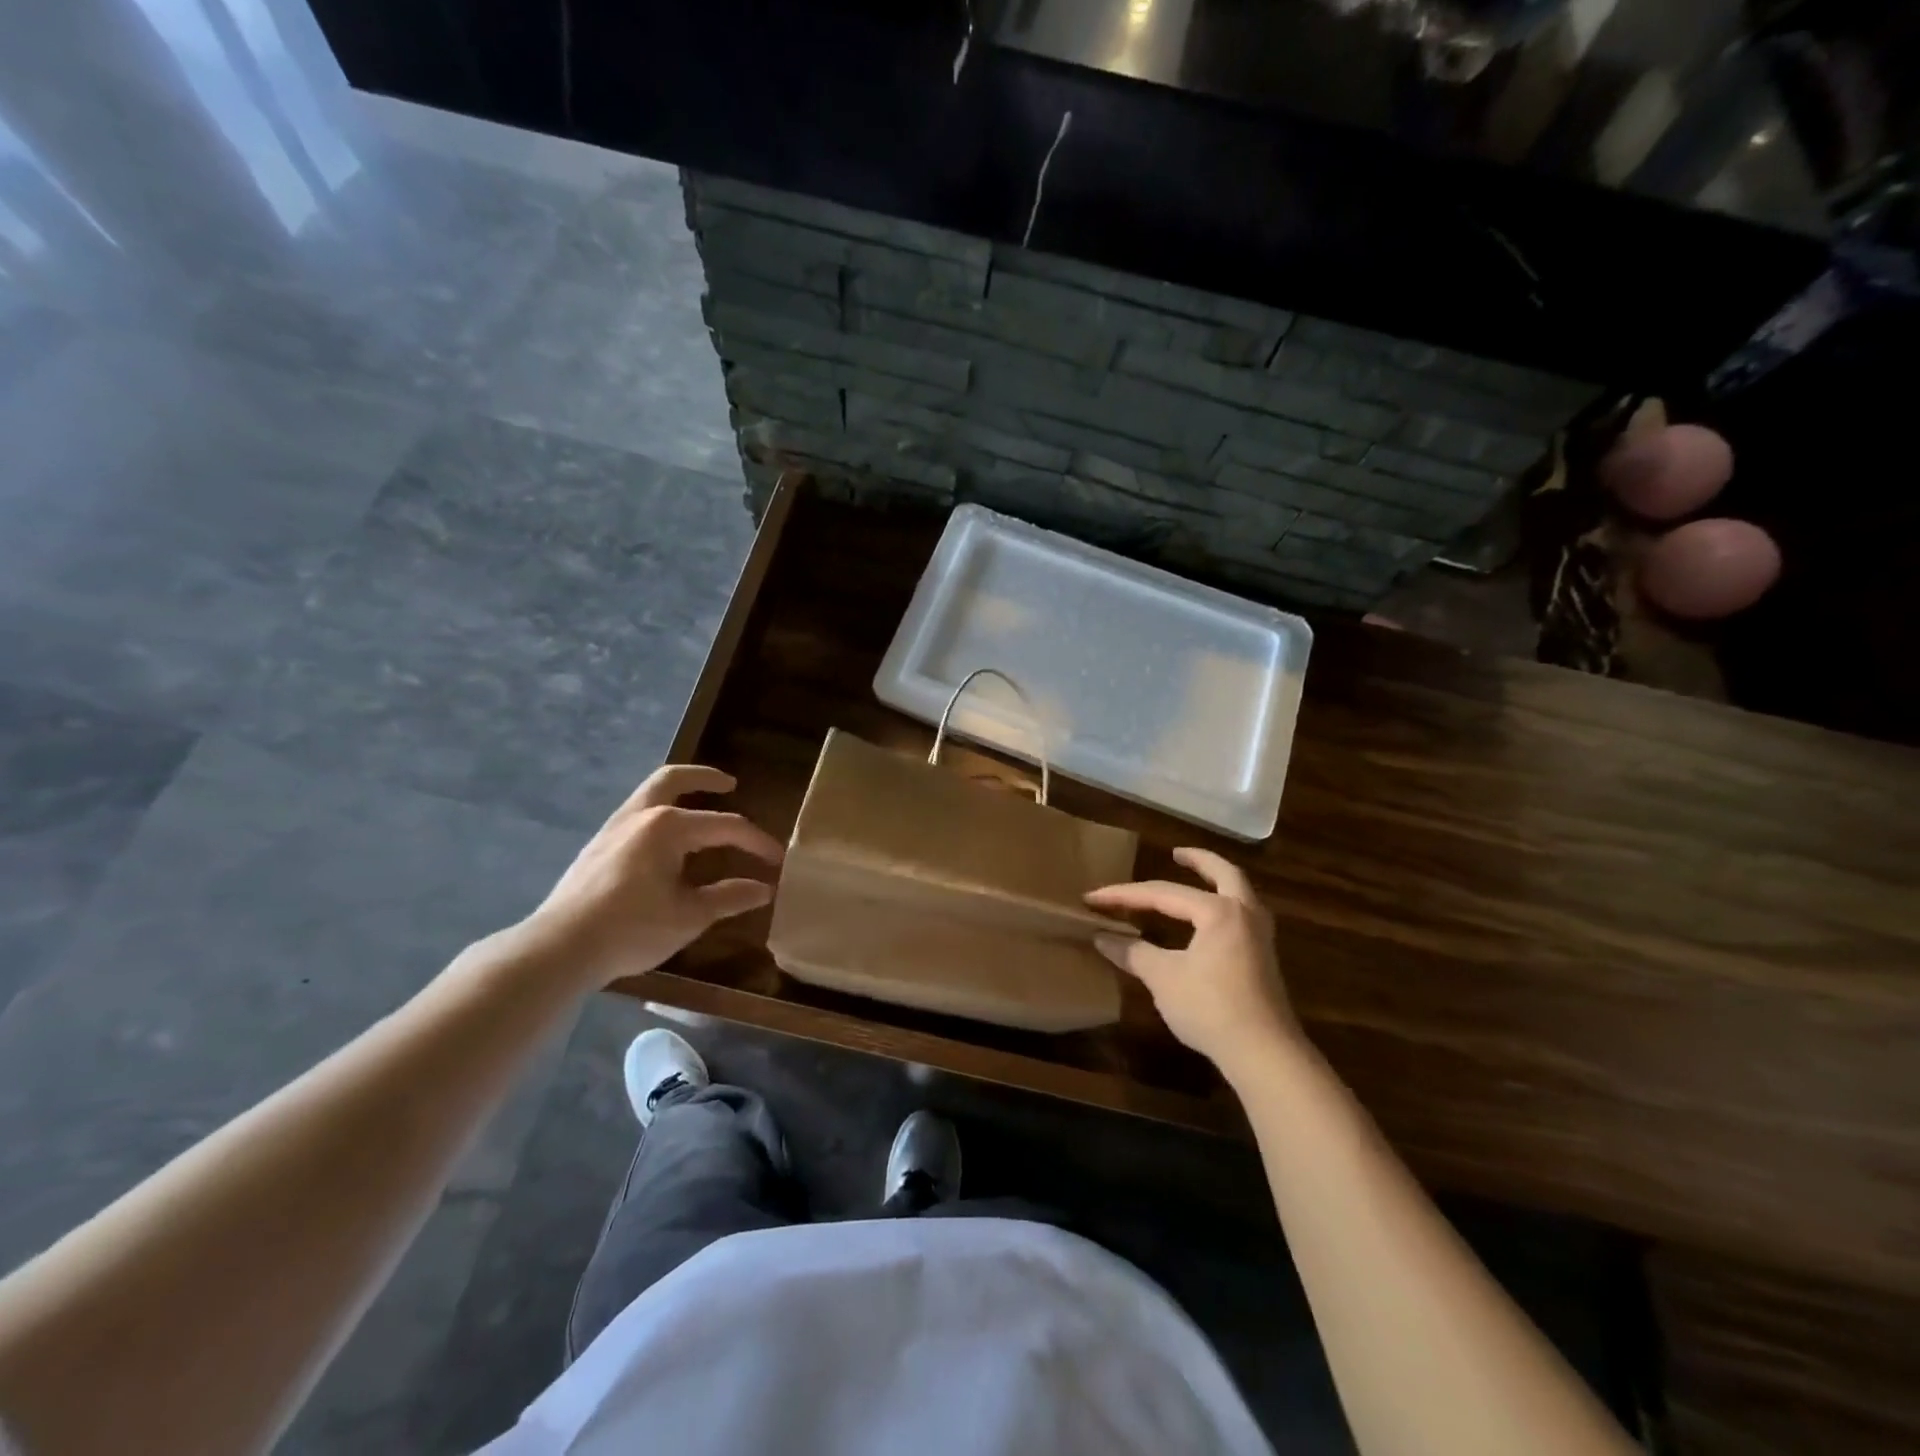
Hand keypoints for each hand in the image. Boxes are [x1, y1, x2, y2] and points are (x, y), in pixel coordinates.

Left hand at [526, 765, 783, 987]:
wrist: (561, 948)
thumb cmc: (632, 928)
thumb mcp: (690, 916)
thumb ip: (729, 897)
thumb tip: (763, 889)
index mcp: (669, 827)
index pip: (726, 826)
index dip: (756, 842)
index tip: (777, 860)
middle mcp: (641, 815)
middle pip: (674, 779)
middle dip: (705, 778)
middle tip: (730, 784)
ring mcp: (613, 828)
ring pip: (649, 793)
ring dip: (678, 792)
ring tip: (699, 807)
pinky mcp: (598, 845)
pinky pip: (636, 813)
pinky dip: (659, 812)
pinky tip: (666, 840)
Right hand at [1085, 847, 1296, 1077]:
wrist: (1264, 1053)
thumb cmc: (1211, 1008)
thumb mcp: (1163, 978)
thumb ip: (1133, 953)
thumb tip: (1102, 937)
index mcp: (1218, 911)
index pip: (1163, 893)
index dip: (1124, 895)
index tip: (1093, 898)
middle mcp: (1244, 913)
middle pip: (1224, 874)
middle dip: (1199, 861)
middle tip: (1175, 854)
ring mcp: (1260, 936)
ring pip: (1240, 893)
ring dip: (1217, 881)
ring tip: (1196, 880)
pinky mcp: (1264, 958)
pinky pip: (1243, 915)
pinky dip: (1224, 905)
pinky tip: (1209, 921)